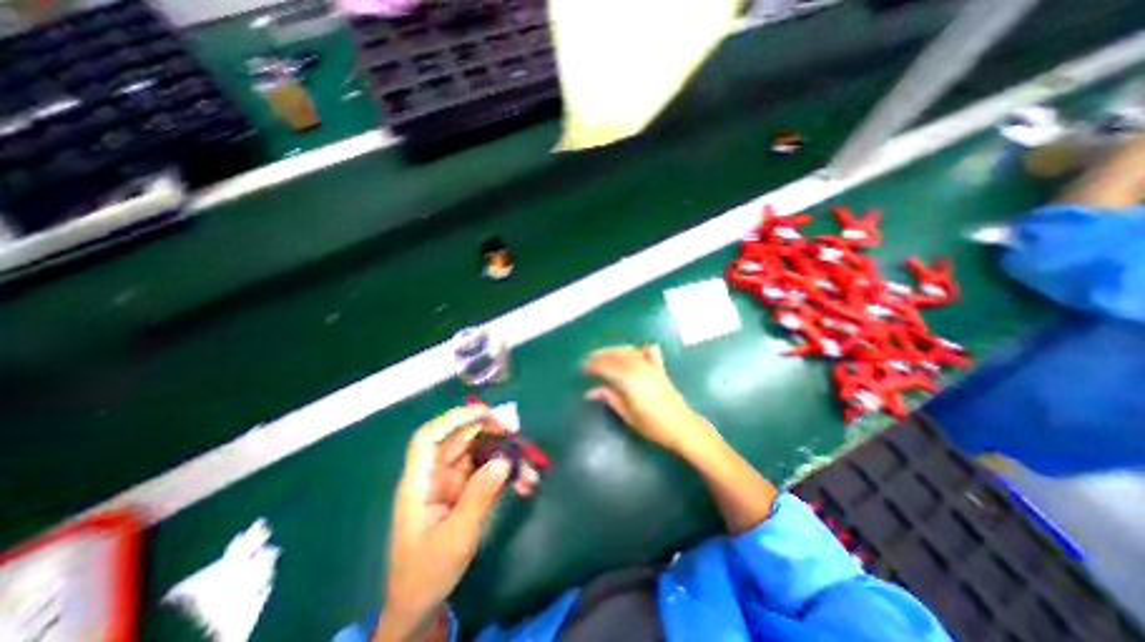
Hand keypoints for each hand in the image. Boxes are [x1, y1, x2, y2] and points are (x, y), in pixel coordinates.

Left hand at [377, 406, 536, 641]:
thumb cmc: (428, 571)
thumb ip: (478, 496)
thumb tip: (503, 461)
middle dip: (489, 433)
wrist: (420, 603)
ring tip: (528, 467)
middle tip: (516, 435)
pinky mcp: (463, 490)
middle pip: (459, 440)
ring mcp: (450, 482)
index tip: (485, 413)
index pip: (428, 438)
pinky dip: (504, 473)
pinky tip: (523, 483)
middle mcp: (434, 475)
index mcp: (419, 482)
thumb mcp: (456, 536)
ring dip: (503, 456)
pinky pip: (486, 471)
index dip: (454, 419)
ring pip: (478, 454)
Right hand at [583, 343, 711, 452]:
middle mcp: (639, 368)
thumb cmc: (653, 425)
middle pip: (615, 355)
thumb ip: (609, 398)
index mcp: (630, 380)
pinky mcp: (659, 367)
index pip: (606, 366)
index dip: (592, 365)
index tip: (582, 368)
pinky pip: (647, 350)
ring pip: (628, 350)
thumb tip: (590, 392)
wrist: (682, 426)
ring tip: (602, 354)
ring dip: (613, 350)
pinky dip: (636, 349)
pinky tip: (631, 352)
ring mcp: (651, 365)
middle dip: (599, 355)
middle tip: (587, 361)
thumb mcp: (627, 414)